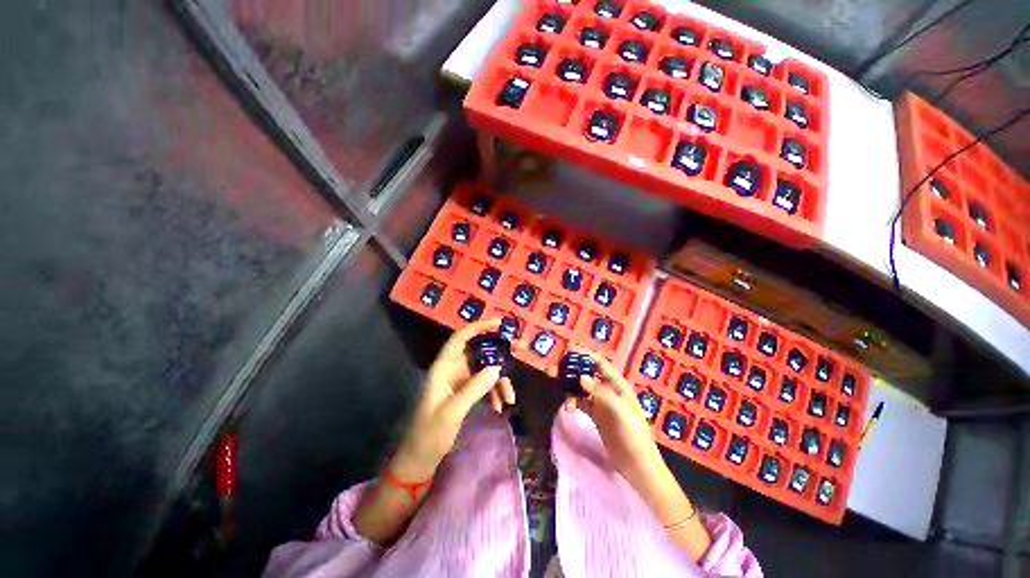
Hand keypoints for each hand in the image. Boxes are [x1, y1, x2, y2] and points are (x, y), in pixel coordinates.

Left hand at [392, 319, 517, 480]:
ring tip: (511, 397)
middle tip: (521, 347)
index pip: (461, 338)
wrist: (420, 458)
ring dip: (500, 380)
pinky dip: (494, 392)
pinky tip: (500, 406)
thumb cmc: (430, 433)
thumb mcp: (452, 412)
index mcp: (443, 367)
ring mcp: (460, 380)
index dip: (478, 327)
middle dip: (500, 351)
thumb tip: (497, 368)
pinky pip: (484, 383)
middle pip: (479, 351)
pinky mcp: (465, 391)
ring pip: (485, 369)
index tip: (499, 324)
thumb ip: (474, 389)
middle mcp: (453, 369)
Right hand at [557, 348, 663, 482]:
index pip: (599, 363)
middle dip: (571, 369)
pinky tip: (568, 408)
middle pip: (587, 373)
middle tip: (553, 368)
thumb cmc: (634, 436)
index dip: (584, 355)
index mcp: (618, 385)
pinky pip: (580, 402)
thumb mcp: (621, 412)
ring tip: (555, 384)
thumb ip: (602, 394)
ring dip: (568, 385)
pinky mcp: (595, 415)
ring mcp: (600, 403)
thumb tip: (581, 377)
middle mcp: (608, 390)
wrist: (637, 466)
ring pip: (581, 387)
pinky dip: (572, 401)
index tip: (568, 350)